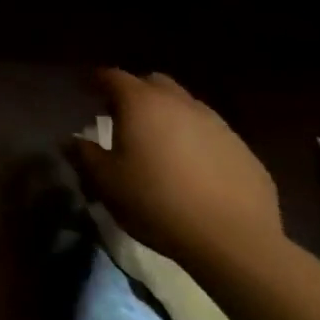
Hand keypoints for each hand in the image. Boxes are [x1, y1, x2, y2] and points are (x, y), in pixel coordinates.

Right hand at [73, 68, 283, 273]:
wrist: (235, 243)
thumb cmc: (157, 202)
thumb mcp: (106, 181)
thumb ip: (84, 154)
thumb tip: (73, 141)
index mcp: (141, 103)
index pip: (113, 77)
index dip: (97, 81)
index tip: (87, 91)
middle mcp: (181, 104)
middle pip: (154, 83)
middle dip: (137, 93)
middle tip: (125, 116)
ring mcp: (219, 127)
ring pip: (188, 108)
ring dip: (171, 117)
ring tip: (162, 145)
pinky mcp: (247, 154)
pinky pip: (214, 137)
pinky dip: (199, 143)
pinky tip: (195, 172)